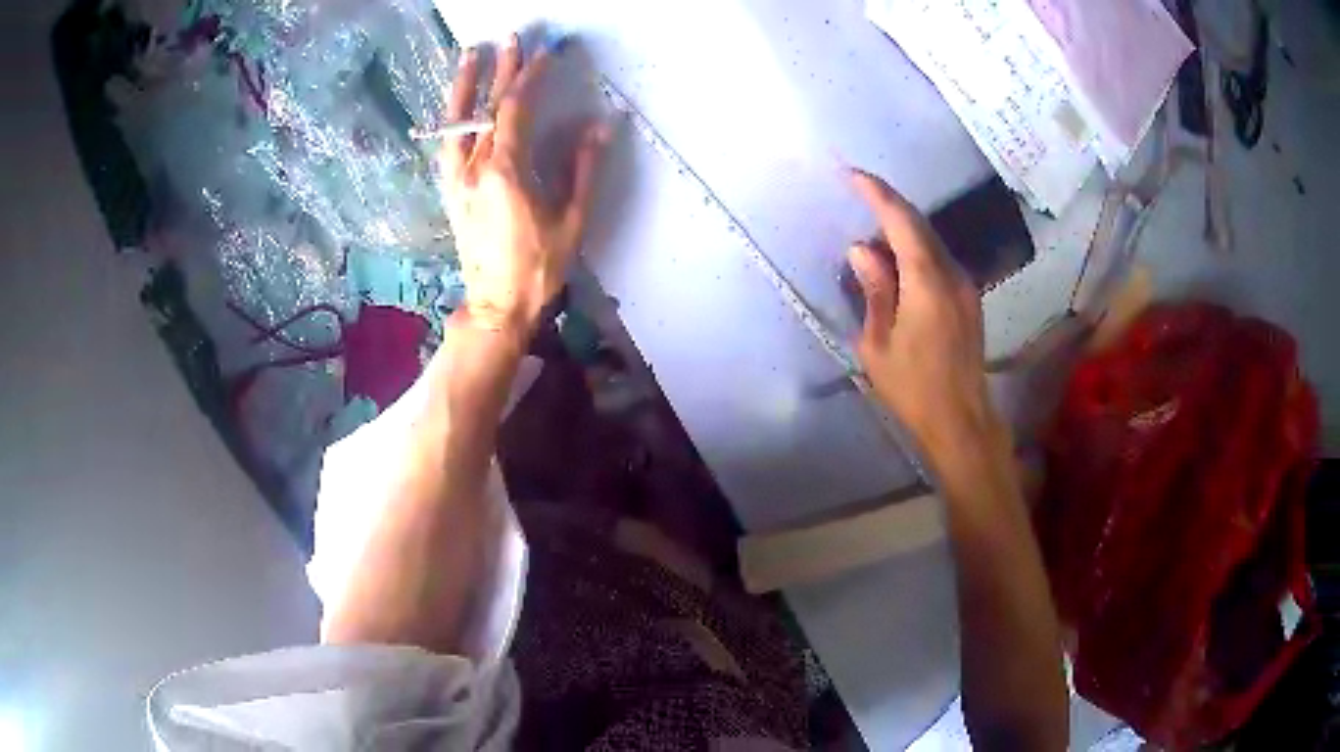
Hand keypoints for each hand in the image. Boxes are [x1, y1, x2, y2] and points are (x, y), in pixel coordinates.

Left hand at [436, 35, 608, 335]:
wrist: (496, 305)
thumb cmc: (538, 267)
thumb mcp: (572, 219)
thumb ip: (583, 168)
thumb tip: (600, 125)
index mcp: (505, 172)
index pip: (516, 108)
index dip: (531, 75)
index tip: (547, 51)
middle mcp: (474, 168)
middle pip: (486, 107)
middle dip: (501, 69)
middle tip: (512, 38)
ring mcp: (456, 180)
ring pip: (457, 122)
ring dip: (464, 85)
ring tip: (469, 55)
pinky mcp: (450, 191)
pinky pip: (448, 143)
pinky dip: (453, 117)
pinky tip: (458, 105)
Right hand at [847, 170, 1006, 461]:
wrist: (962, 421)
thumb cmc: (913, 389)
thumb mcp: (878, 344)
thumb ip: (874, 290)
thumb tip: (862, 249)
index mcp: (927, 282)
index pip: (902, 222)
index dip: (877, 194)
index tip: (852, 174)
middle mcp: (952, 275)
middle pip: (920, 225)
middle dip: (889, 204)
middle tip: (858, 191)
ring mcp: (966, 287)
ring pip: (932, 241)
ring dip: (902, 228)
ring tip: (872, 228)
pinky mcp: (969, 301)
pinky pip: (940, 260)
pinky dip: (916, 249)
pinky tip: (898, 260)